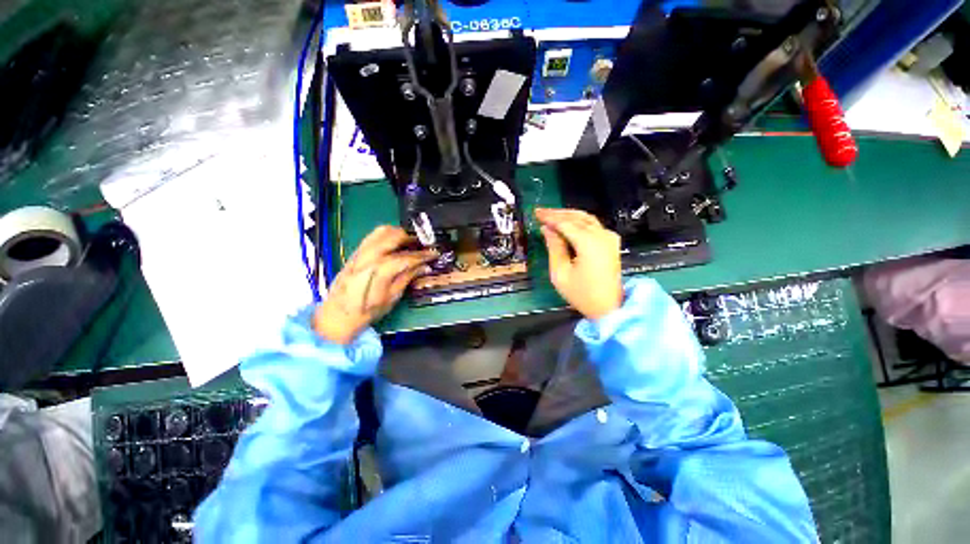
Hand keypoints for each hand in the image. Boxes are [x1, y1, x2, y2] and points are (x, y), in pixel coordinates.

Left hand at [313, 226, 435, 343]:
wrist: (337, 314)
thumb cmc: (367, 310)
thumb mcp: (392, 297)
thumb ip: (407, 278)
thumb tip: (423, 267)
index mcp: (380, 270)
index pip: (406, 257)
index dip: (423, 255)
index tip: (434, 254)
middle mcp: (369, 256)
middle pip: (394, 236)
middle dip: (411, 238)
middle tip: (422, 245)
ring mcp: (360, 251)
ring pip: (382, 231)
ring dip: (399, 233)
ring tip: (410, 242)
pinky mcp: (356, 252)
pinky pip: (373, 236)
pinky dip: (387, 235)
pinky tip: (394, 244)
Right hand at [536, 208, 622, 319]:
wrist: (609, 307)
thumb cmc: (582, 294)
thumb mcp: (560, 273)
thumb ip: (554, 248)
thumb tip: (547, 230)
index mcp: (589, 243)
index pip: (565, 223)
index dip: (550, 217)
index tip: (536, 213)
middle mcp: (602, 236)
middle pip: (577, 217)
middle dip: (558, 213)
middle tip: (541, 212)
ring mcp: (609, 238)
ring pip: (586, 218)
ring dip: (568, 215)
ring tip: (551, 216)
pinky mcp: (611, 242)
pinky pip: (593, 225)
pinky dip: (578, 221)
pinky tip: (567, 224)